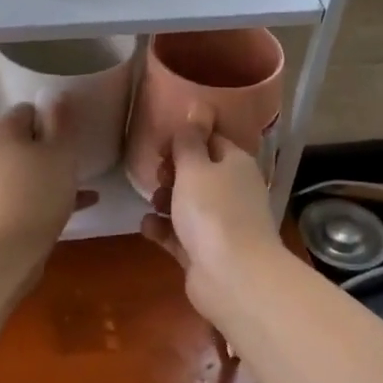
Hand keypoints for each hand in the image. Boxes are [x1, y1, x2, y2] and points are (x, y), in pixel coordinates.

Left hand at [0, 97, 95, 266]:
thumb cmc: (37, 191)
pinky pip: (31, 194)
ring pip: (30, 169)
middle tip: (79, 150)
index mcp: (3, 132)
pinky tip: (85, 202)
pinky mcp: (0, 210)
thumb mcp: (59, 152)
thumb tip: (54, 95)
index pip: (27, 109)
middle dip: (52, 144)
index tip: (74, 126)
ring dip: (54, 171)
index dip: (52, 114)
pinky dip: (53, 194)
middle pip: (26, 140)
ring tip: (85, 176)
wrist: (7, 250)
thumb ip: (60, 122)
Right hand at [140, 109, 283, 321]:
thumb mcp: (195, 167)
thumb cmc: (213, 212)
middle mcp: (232, 192)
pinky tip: (147, 227)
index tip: (159, 145)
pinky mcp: (205, 253)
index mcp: (236, 165)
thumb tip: (198, 105)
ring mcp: (220, 224)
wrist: (233, 277)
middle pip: (198, 173)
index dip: (185, 139)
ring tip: (153, 204)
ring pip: (188, 205)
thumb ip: (190, 139)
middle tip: (157, 176)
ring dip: (166, 201)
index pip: (212, 141)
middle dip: (173, 173)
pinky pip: (179, 235)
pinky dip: (164, 230)